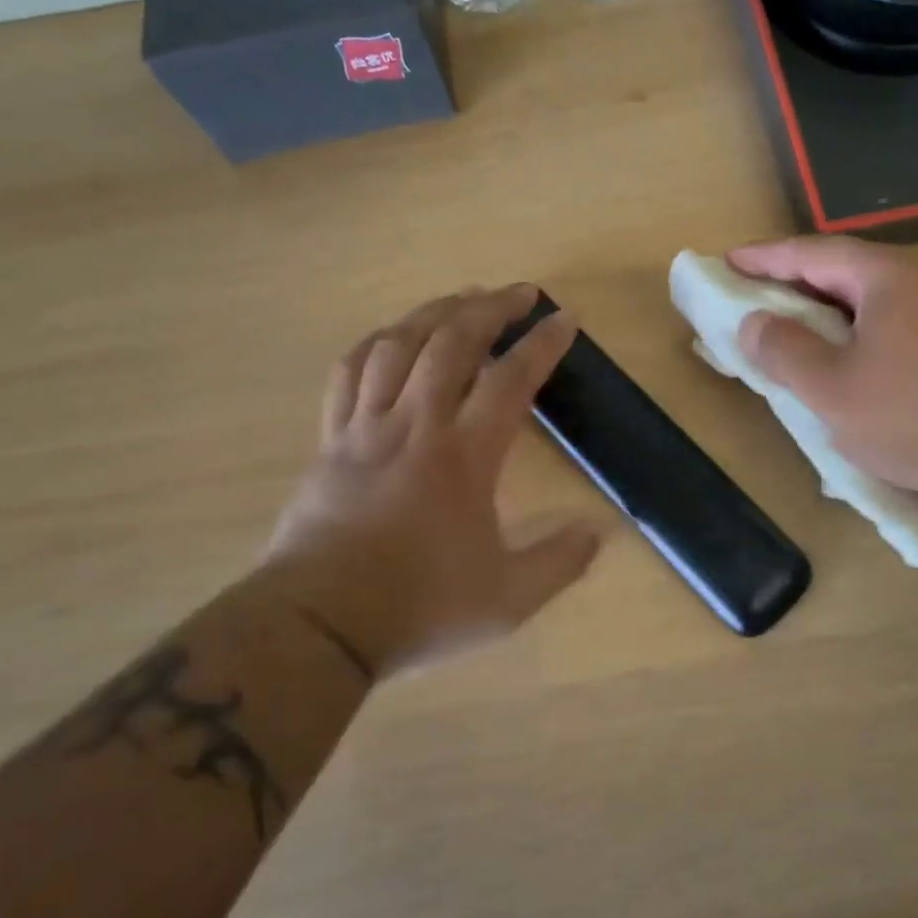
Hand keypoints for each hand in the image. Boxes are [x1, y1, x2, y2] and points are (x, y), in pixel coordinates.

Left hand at [265, 286, 599, 677]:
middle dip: (491, 308)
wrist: (318, 625)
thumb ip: (558, 563)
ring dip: (435, 312)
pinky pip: (349, 372)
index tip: (566, 319)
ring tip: (462, 299)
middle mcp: (416, 425)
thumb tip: (599, 532)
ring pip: (398, 345)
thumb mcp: (506, 600)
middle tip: (519, 293)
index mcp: (463, 457)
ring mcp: (367, 428)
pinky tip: (392, 336)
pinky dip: (376, 343)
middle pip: (452, 343)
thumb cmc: (418, 607)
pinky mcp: (331, 440)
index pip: (510, 380)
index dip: (542, 344)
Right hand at [730, 238, 917, 507]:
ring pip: (878, 299)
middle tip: (757, 298)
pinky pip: (904, 324)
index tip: (727, 262)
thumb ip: (784, 351)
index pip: (813, 252)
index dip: (765, 257)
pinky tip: (860, 365)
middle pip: (847, 270)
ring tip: (801, 334)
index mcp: (889, 277)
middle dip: (797, 284)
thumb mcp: (833, 390)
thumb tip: (753, 322)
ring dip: (833, 312)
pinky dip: (866, 334)